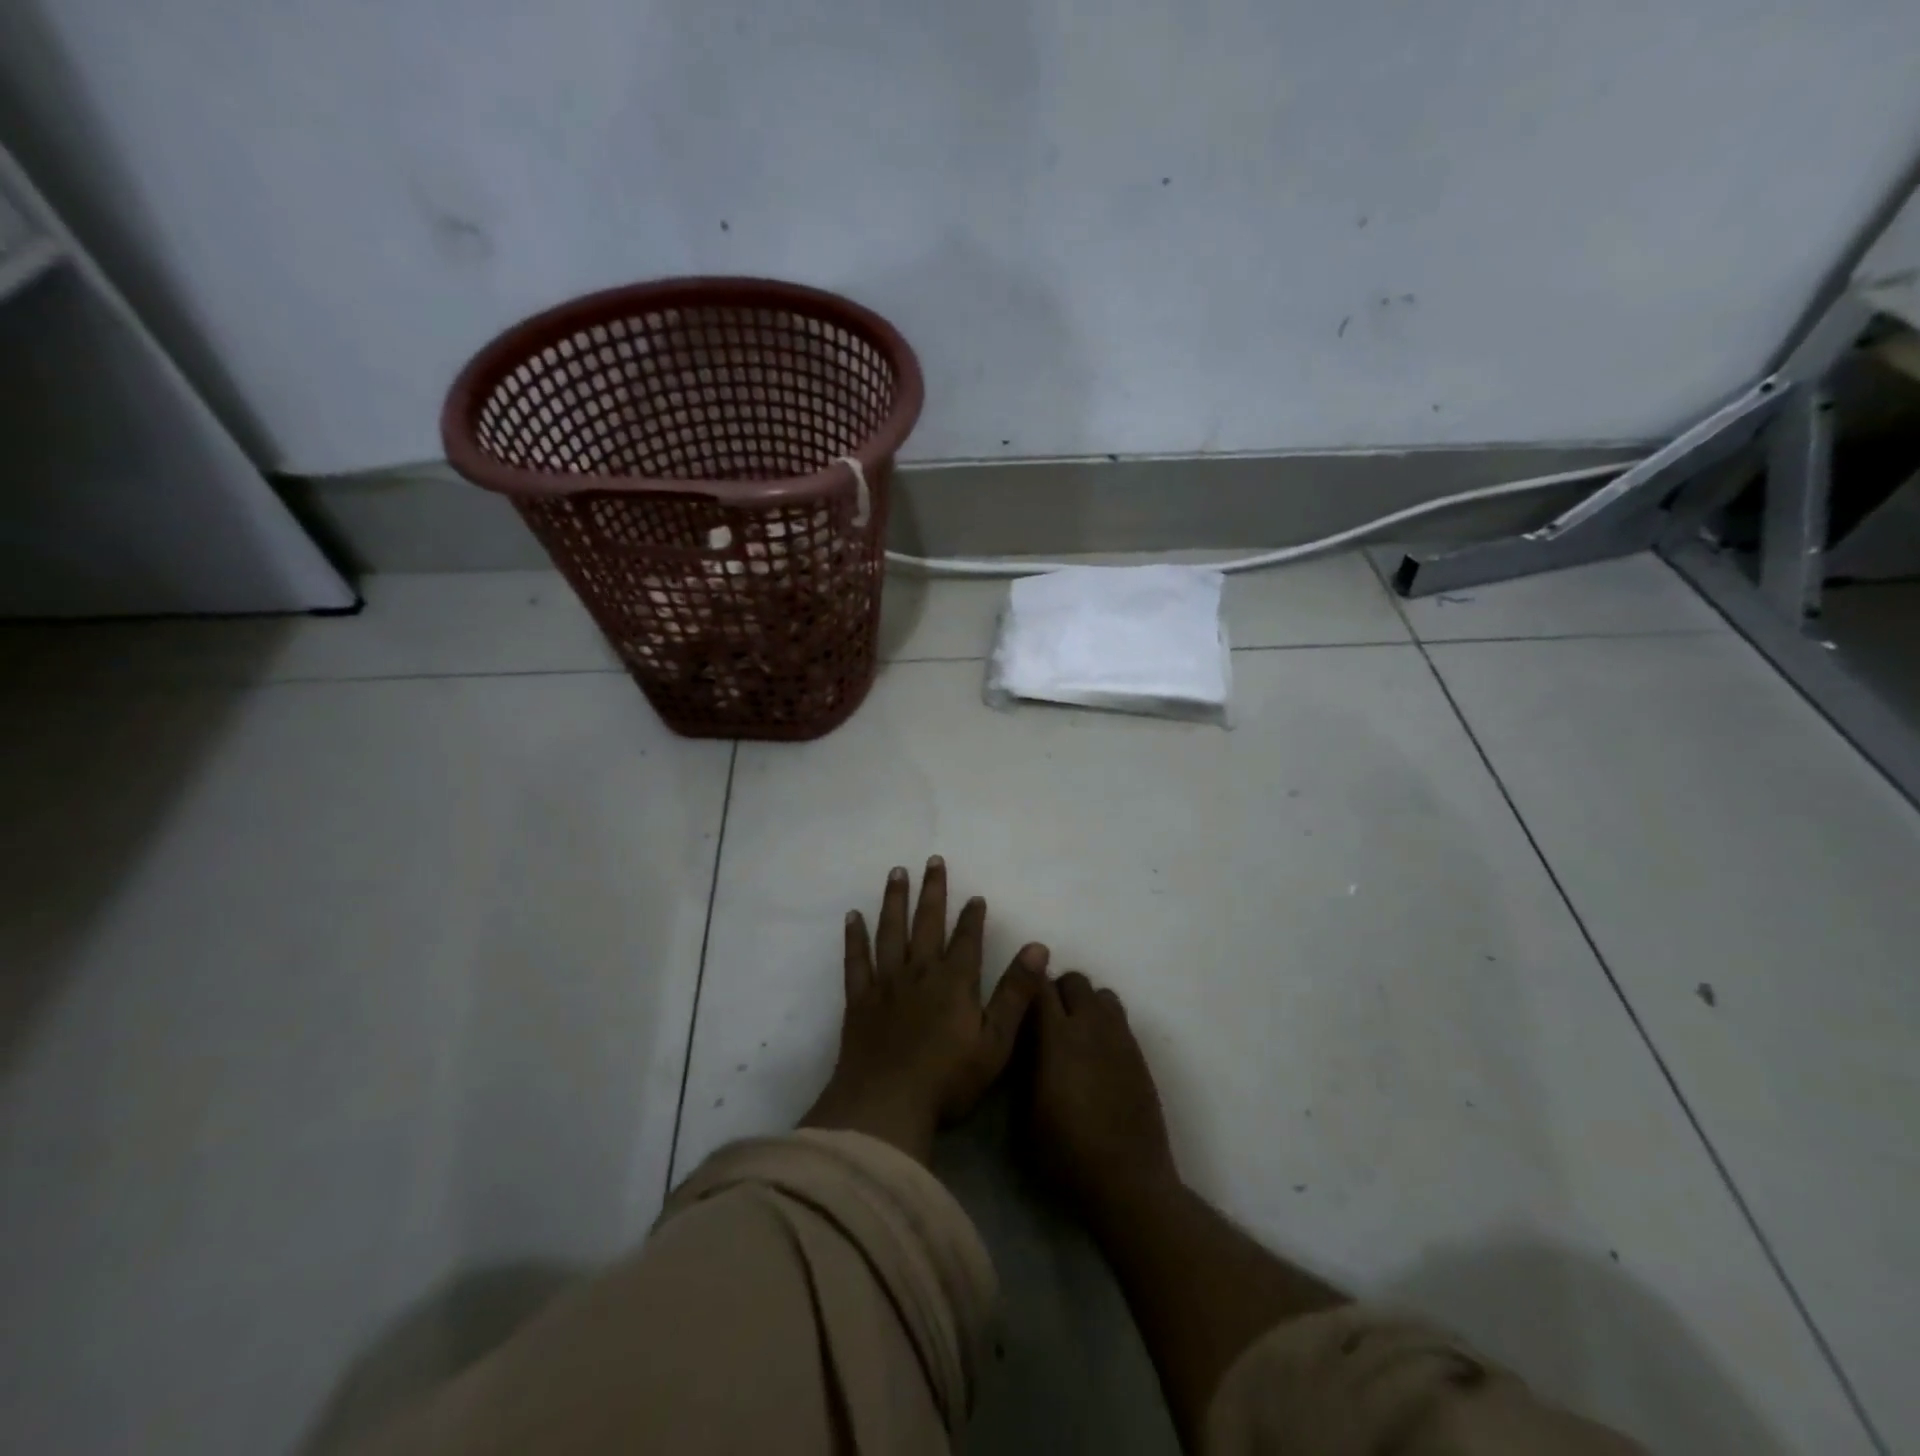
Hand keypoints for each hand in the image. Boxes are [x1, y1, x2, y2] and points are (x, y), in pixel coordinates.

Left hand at [803, 857, 1048, 1162]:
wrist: (886, 1106)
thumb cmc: (948, 1079)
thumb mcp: (996, 1041)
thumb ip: (1016, 993)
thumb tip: (1038, 947)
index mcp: (954, 982)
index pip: (967, 939)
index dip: (972, 917)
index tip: (975, 896)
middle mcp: (919, 972)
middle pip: (928, 923)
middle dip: (933, 891)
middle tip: (933, 860)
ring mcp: (886, 984)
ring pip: (891, 931)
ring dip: (895, 900)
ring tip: (897, 873)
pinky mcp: (859, 1000)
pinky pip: (856, 960)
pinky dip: (855, 937)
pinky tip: (853, 916)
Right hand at [1026, 972, 1178, 1219]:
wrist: (1127, 1182)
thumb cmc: (1066, 1153)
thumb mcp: (1024, 1115)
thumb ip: (1023, 1069)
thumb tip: (1023, 1045)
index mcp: (1057, 1037)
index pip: (1039, 986)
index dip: (1027, 987)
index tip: (1018, 1000)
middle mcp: (1091, 1026)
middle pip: (1075, 981)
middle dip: (1058, 991)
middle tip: (1046, 1021)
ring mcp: (1120, 1039)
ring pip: (1103, 995)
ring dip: (1086, 1005)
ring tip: (1076, 1036)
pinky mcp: (1139, 1056)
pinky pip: (1120, 1021)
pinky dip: (1105, 1026)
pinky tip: (1098, 1058)